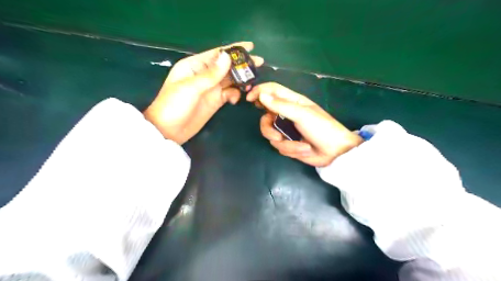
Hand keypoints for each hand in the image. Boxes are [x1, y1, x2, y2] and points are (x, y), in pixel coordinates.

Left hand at [144, 42, 262, 144]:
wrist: (169, 131)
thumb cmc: (174, 105)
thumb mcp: (191, 87)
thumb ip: (211, 74)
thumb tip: (227, 56)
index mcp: (195, 66)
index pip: (217, 54)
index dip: (234, 49)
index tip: (251, 47)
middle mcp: (205, 75)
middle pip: (227, 67)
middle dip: (242, 65)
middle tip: (259, 64)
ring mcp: (211, 89)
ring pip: (230, 80)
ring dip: (241, 81)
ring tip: (251, 84)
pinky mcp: (215, 101)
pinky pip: (229, 94)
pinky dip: (235, 95)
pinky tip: (235, 99)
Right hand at [249, 82, 362, 165]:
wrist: (335, 153)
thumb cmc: (323, 128)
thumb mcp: (302, 115)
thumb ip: (281, 105)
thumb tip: (261, 95)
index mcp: (292, 102)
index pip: (271, 90)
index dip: (259, 91)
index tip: (249, 99)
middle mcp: (286, 114)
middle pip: (265, 117)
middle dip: (269, 129)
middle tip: (277, 135)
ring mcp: (286, 130)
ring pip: (270, 134)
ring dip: (285, 143)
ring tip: (301, 146)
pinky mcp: (288, 144)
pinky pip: (279, 146)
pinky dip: (291, 150)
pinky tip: (304, 150)